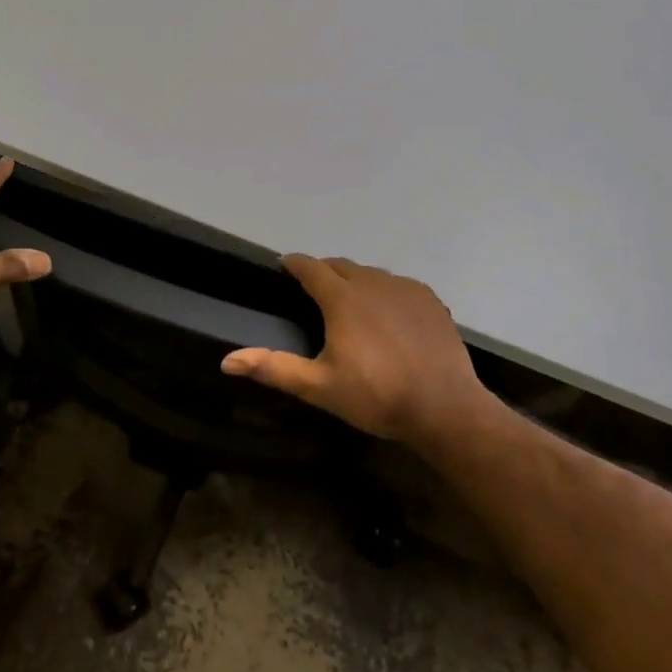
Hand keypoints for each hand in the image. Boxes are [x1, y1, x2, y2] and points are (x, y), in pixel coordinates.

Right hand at [221, 255, 487, 448]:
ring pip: (371, 274)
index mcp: (342, 298)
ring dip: (355, 282)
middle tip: (314, 291)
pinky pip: (398, 286)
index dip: (293, 264)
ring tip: (351, 305)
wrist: (444, 407)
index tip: (283, 266)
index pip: (310, 267)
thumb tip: (227, 361)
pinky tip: (388, 317)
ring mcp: (404, 288)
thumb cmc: (376, 396)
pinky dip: (385, 293)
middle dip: (323, 272)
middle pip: (340, 266)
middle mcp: (372, 282)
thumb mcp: (319, 387)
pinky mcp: (429, 299)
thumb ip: (274, 368)